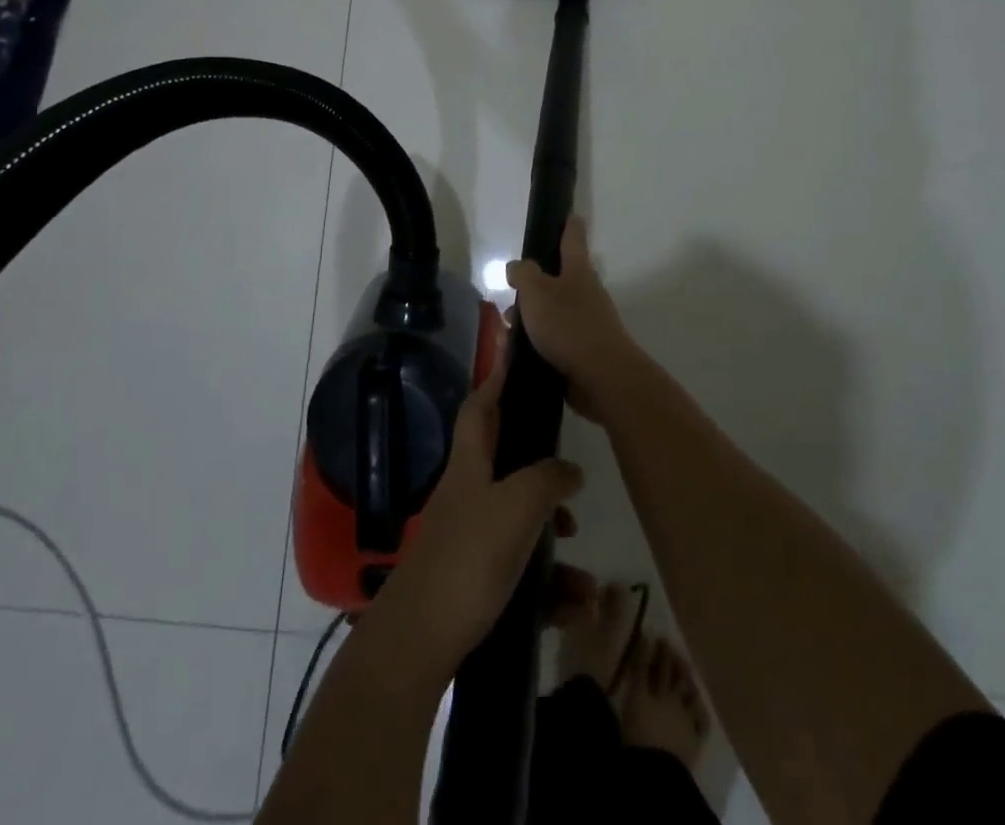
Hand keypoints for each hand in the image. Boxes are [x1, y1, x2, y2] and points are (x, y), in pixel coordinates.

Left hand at [366, 347, 583, 680]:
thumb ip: (548, 480)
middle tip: (573, 483)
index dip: (496, 381)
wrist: (417, 644)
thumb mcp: (516, 508)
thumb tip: (571, 470)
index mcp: (469, 465)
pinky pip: (521, 574)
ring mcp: (469, 541)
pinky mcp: (474, 583)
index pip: (480, 407)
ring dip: (555, 547)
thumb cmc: (467, 560)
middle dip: (544, 474)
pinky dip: (549, 588)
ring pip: (521, 527)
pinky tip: (574, 610)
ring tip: (586, 580)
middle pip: (507, 466)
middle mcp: (467, 495)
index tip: (516, 360)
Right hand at [507, 216, 636, 418]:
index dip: (568, 224)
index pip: (573, 238)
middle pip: (559, 279)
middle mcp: (586, 293)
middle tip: (511, 291)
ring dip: (531, 317)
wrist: (602, 377)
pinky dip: (536, 341)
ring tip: (507, 329)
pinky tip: (518, 352)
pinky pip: (554, 339)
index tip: (568, 214)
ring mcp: (586, 323)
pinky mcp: (582, 351)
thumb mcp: (537, 292)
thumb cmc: (568, 326)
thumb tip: (518, 268)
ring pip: (553, 311)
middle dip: (534, 284)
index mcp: (578, 271)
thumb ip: (524, 274)